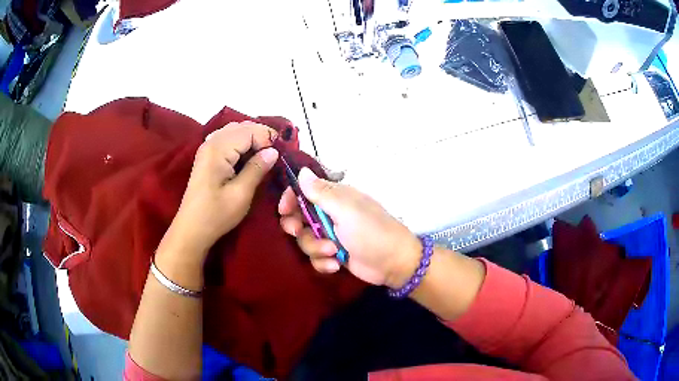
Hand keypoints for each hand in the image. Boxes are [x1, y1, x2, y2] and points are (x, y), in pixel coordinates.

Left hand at [163, 121, 278, 262]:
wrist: (192, 228)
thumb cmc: (216, 214)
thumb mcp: (241, 194)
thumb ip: (257, 169)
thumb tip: (274, 151)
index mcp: (218, 149)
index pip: (249, 131)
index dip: (267, 140)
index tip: (280, 157)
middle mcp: (211, 142)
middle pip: (242, 127)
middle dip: (261, 136)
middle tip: (275, 155)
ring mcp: (207, 147)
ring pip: (235, 130)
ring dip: (252, 138)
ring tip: (264, 155)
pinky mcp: (207, 155)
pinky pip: (228, 138)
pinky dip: (241, 142)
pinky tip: (247, 156)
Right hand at [278, 168, 420, 287]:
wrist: (393, 263)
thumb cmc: (371, 231)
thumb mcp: (346, 210)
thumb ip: (321, 192)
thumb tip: (301, 171)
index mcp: (334, 198)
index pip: (304, 191)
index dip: (290, 199)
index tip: (284, 210)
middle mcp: (329, 215)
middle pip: (298, 218)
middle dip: (297, 227)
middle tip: (298, 231)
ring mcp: (331, 236)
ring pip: (305, 240)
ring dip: (315, 248)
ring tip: (333, 251)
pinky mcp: (333, 255)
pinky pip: (315, 258)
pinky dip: (323, 263)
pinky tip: (336, 265)